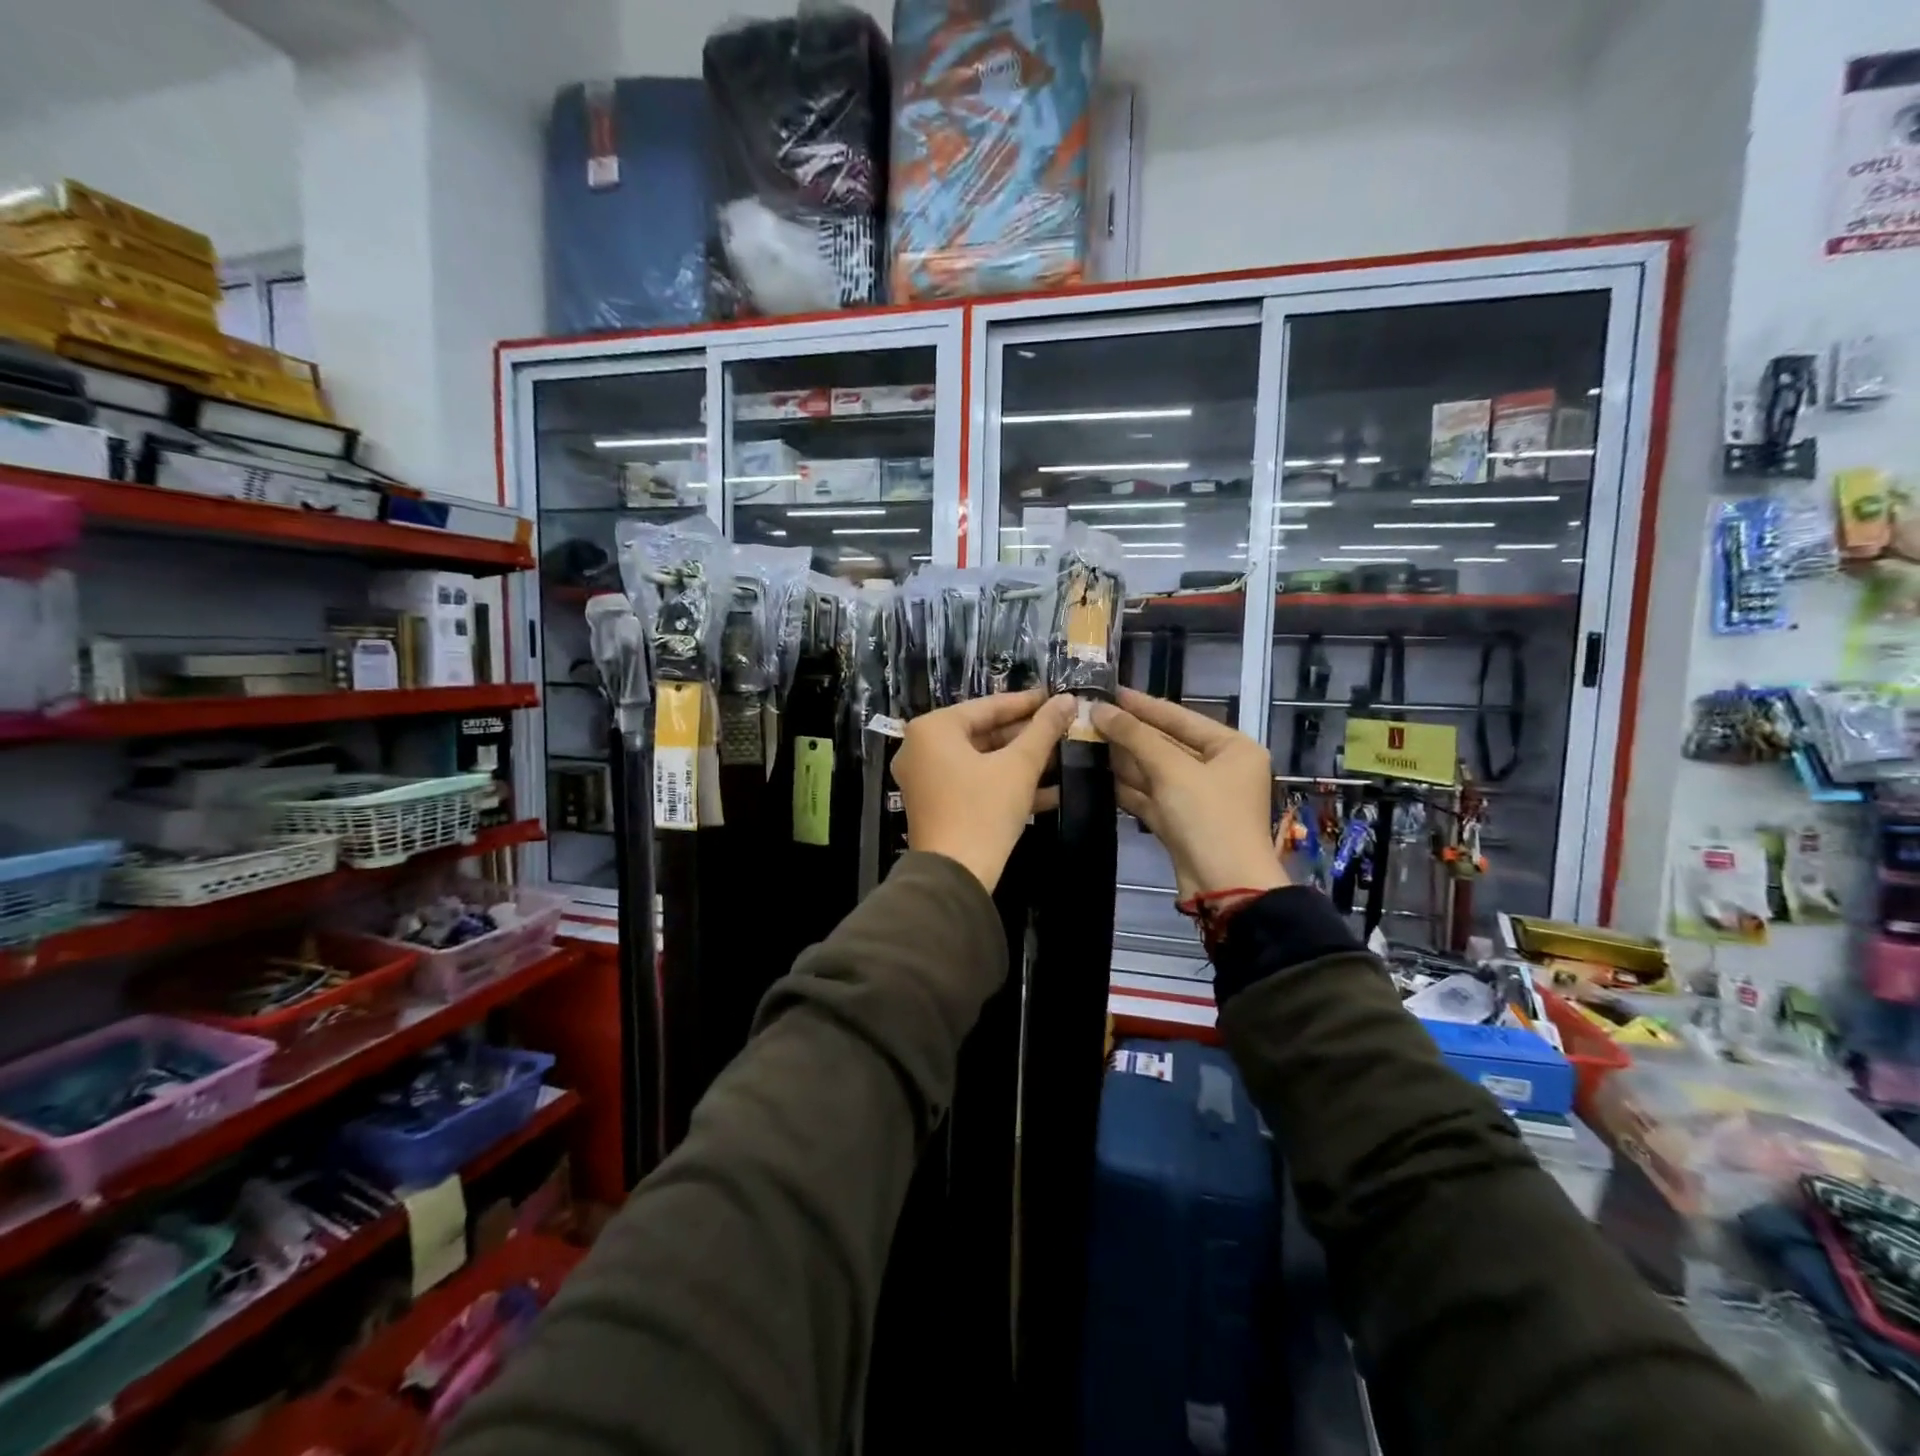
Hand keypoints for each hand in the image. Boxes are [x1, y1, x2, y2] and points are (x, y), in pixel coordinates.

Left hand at [892, 689, 1075, 891]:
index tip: (1057, 698)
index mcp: (933, 729)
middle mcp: (921, 748)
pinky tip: (1050, 790)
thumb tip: (1068, 699)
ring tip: (1062, 755)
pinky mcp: (936, 805)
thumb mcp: (1019, 766)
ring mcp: (926, 779)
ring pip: (981, 760)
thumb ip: (1044, 729)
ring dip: (1021, 761)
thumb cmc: (983, 810)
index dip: (1027, 703)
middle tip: (1063, 728)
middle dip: (1026, 735)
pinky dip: (1005, 784)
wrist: (954, 876)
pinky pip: (974, 783)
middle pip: (983, 733)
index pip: (988, 706)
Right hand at [1090, 688, 1284, 898]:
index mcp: (1232, 748)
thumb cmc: (1207, 817)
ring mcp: (1200, 799)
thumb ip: (1135, 736)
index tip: (1110, 692)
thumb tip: (1100, 709)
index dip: (1143, 705)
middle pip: (1168, 744)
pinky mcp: (1182, 823)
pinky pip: (1152, 797)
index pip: (1181, 717)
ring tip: (1087, 741)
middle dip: (1130, 733)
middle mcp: (1220, 769)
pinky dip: (1130, 788)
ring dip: (1125, 760)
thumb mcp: (1172, 770)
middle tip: (1091, 717)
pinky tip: (1100, 777)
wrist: (1224, 887)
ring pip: (1157, 771)